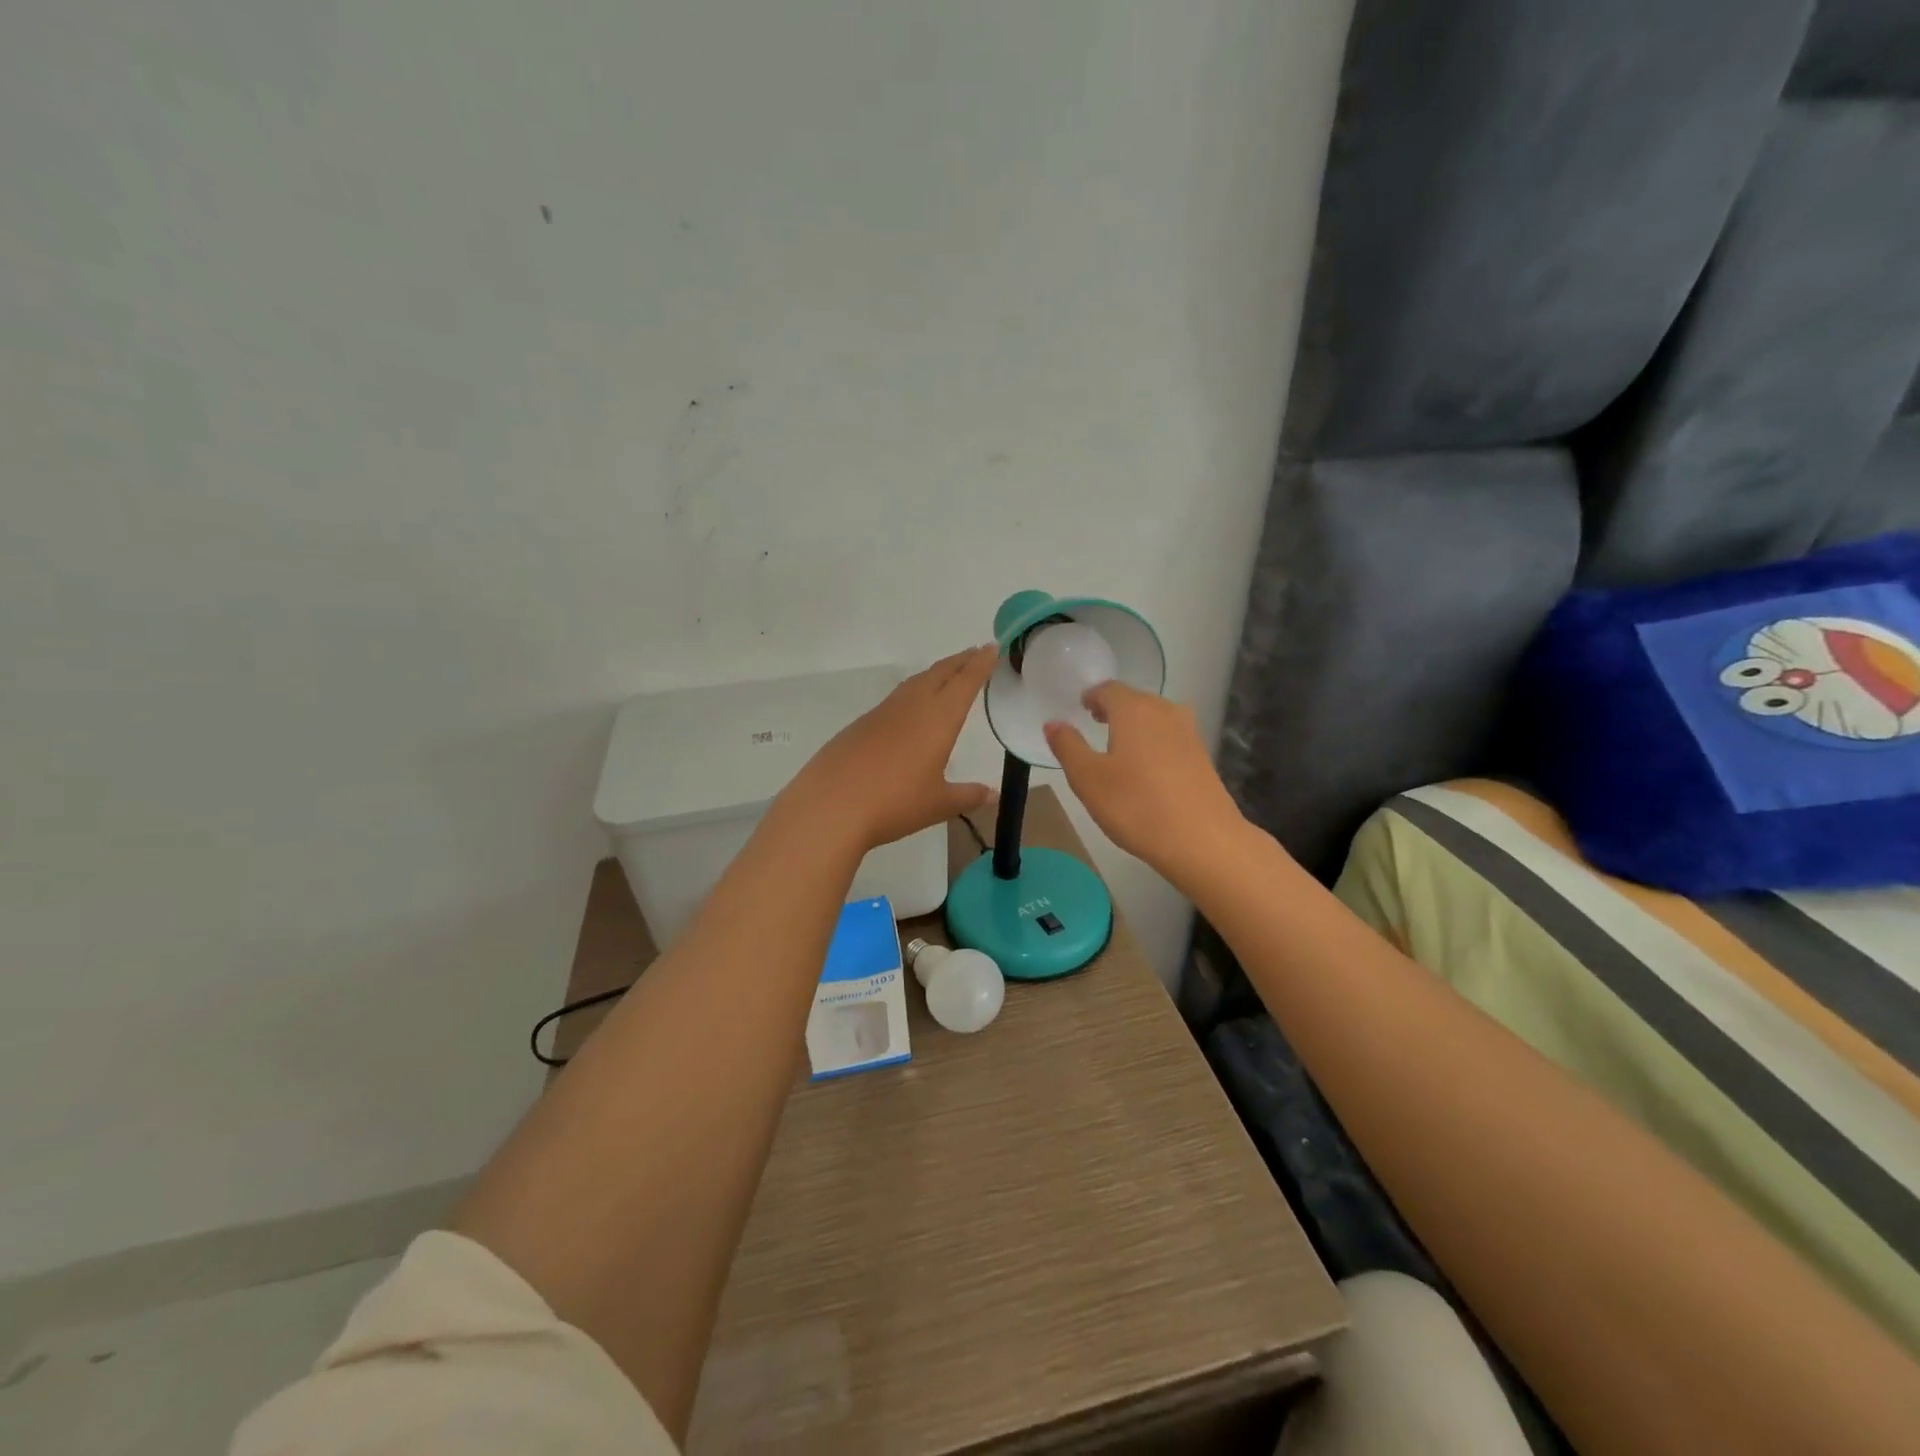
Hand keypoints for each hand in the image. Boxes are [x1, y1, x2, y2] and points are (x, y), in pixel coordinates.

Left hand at [786, 646, 997, 851]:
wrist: (830, 806)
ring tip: (947, 675)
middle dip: (960, 661)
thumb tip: (991, 794)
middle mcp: (911, 706)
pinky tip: (909, 709)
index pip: (964, 682)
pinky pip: (894, 700)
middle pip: (939, 674)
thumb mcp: (938, 804)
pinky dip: (911, 692)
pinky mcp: (859, 725)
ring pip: (914, 683)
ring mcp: (881, 713)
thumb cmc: (895, 803)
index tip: (991, 647)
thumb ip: (967, 796)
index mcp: (938, 718)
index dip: (980, 664)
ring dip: (935, 674)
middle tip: (975, 652)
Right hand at [1043, 682, 1245, 881]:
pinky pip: (1170, 738)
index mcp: (1134, 709)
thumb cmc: (1136, 806)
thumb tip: (1053, 723)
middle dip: (1112, 709)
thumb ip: (1068, 746)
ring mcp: (1188, 733)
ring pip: (1154, 718)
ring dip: (1134, 726)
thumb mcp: (1088, 779)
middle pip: (1134, 700)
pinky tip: (1145, 769)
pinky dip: (1153, 743)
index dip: (1091, 696)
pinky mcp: (1202, 756)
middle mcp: (1164, 711)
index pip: (1108, 689)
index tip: (1081, 708)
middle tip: (1093, 724)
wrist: (1203, 840)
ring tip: (1117, 747)